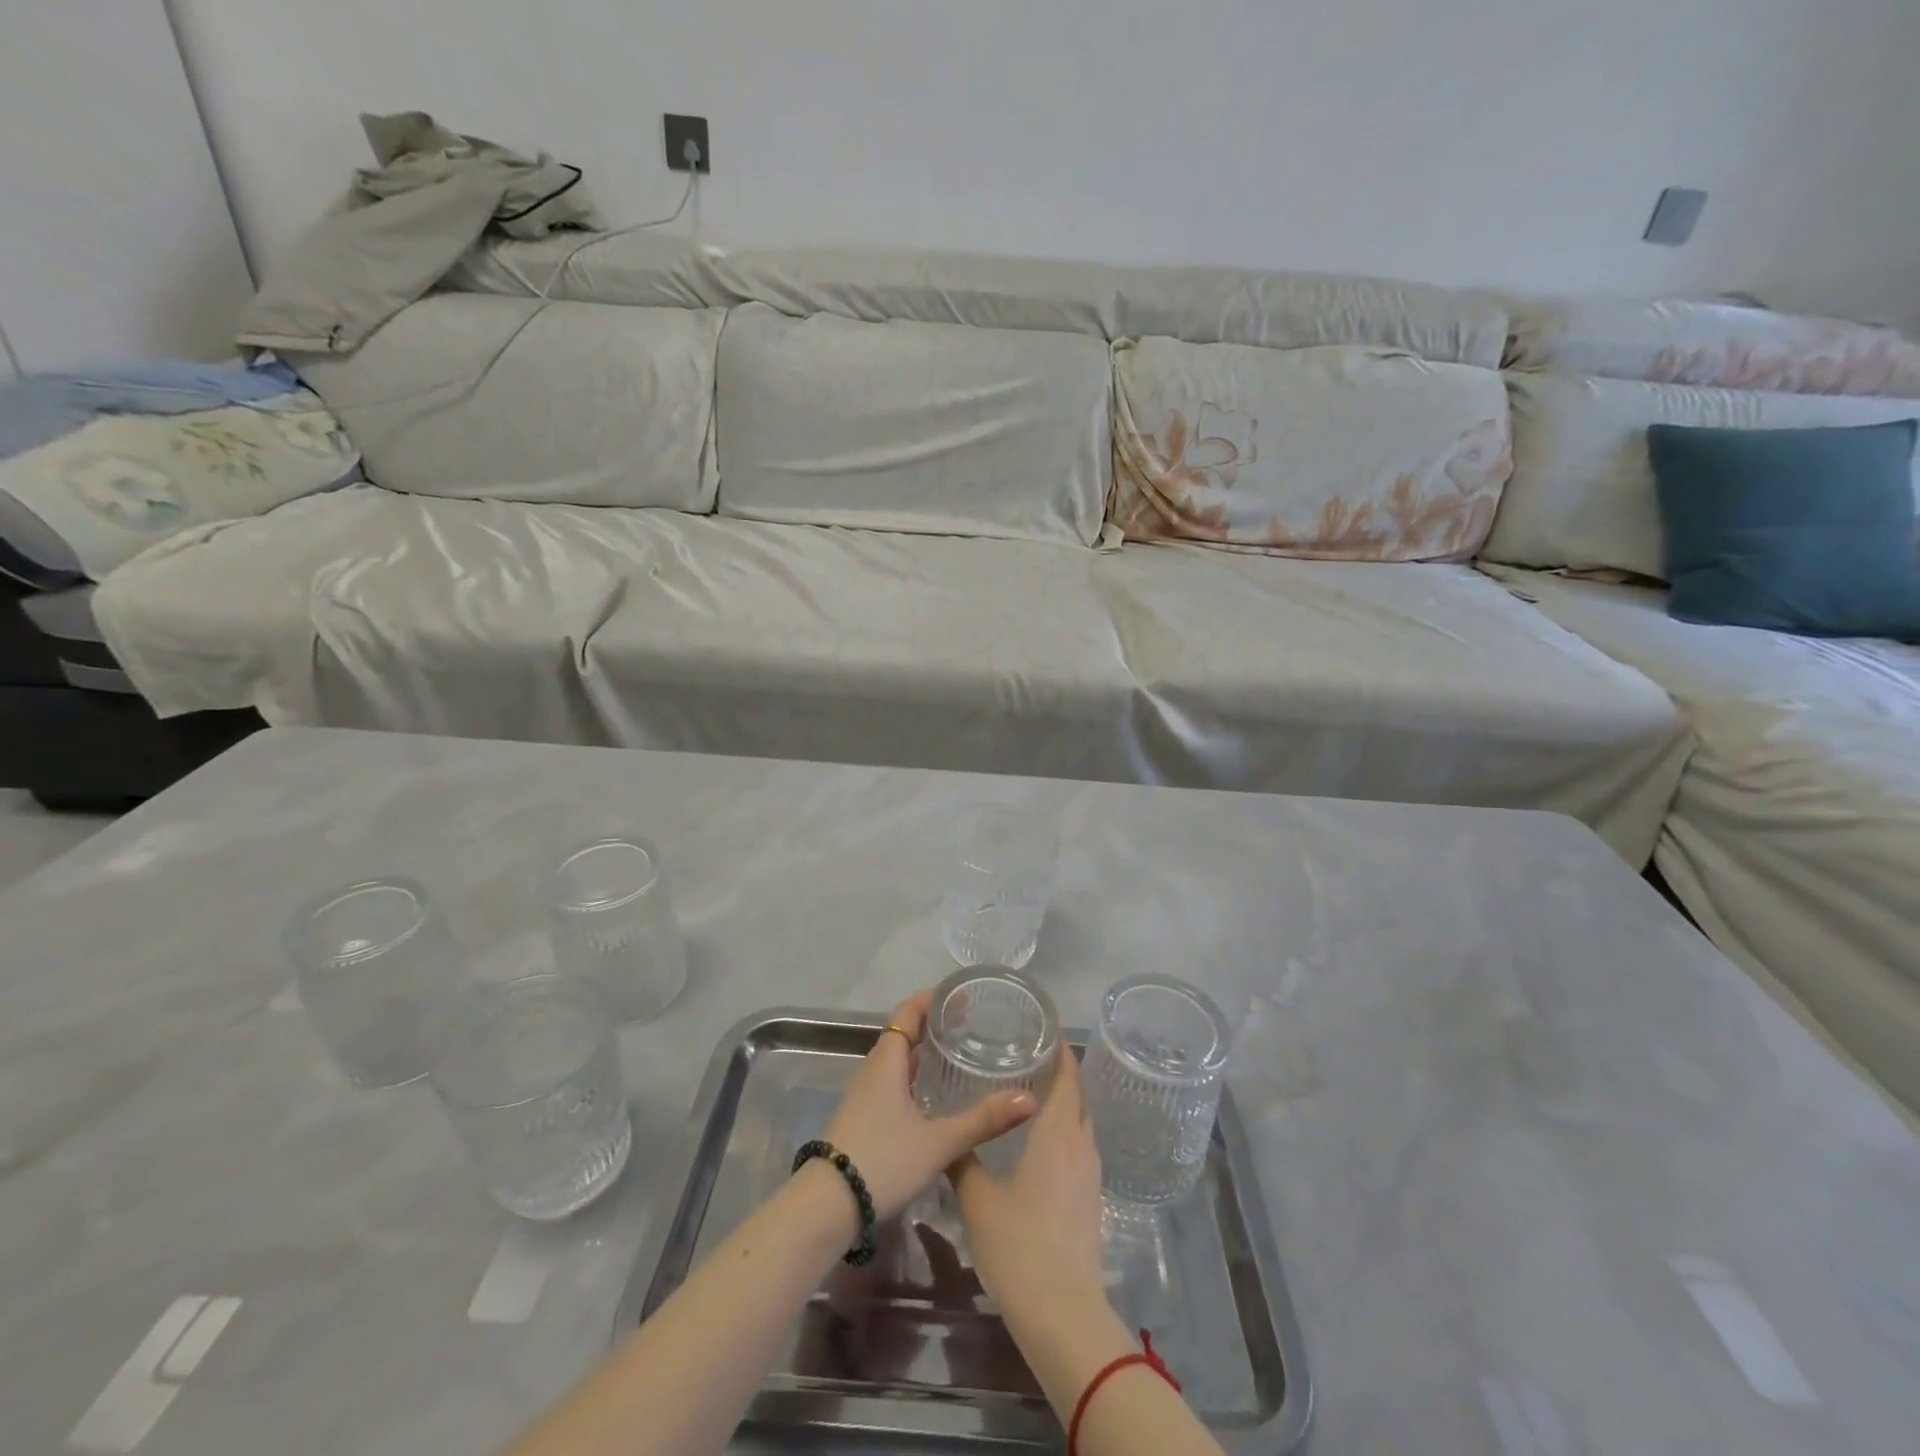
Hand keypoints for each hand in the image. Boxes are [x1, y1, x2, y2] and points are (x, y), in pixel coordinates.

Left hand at [821, 989, 1037, 1222]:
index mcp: (887, 1060)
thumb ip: (983, 1120)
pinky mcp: (864, 1119)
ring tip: (958, 1055)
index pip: (908, 1012)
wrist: (826, 1208)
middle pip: (903, 1033)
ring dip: (923, 1053)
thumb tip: (1029, 1100)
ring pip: (897, 1061)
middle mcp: (874, 1070)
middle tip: (970, 1024)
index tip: (962, 995)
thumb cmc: (883, 1160)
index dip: (932, 999)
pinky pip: (893, 1083)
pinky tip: (935, 1098)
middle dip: (934, 1025)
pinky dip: (915, 1078)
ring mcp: (865, 1096)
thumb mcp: (939, 1142)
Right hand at [948, 1042, 1106, 1316]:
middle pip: (1079, 1098)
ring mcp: (1090, 1176)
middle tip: (1031, 1057)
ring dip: (1065, 1106)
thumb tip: (947, 1136)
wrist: (1063, 1314)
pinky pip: (1080, 1150)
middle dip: (1062, 1075)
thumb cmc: (1019, 1244)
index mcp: (1059, 1134)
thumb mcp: (979, 1199)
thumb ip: (963, 1161)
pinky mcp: (1090, 1201)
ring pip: (1081, 1125)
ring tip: (1032, 1095)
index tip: (1044, 1032)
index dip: (1061, 1053)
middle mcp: (1081, 1146)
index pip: (1068, 1079)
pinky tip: (1040, 1144)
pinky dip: (1065, 1134)